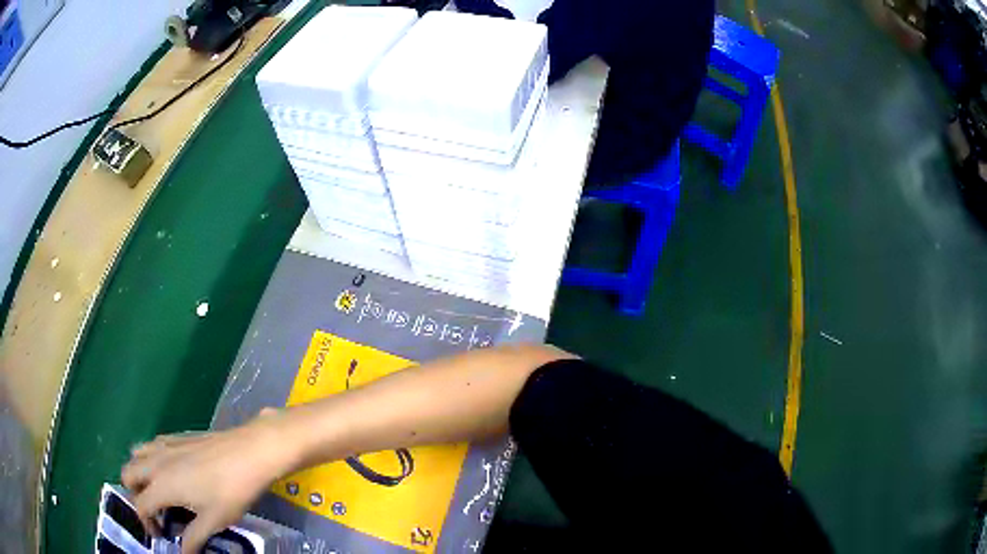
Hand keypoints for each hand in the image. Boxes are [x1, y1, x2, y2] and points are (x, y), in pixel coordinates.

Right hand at [121, 409, 295, 553]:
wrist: (250, 451)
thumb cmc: (231, 490)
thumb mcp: (213, 521)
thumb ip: (193, 539)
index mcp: (161, 484)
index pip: (140, 505)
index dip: (146, 523)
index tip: (161, 535)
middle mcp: (155, 461)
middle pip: (128, 473)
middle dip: (135, 495)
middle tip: (155, 512)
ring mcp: (164, 444)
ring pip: (136, 455)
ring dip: (139, 473)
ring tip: (159, 492)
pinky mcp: (176, 436)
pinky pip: (152, 445)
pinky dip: (150, 459)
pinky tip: (171, 472)